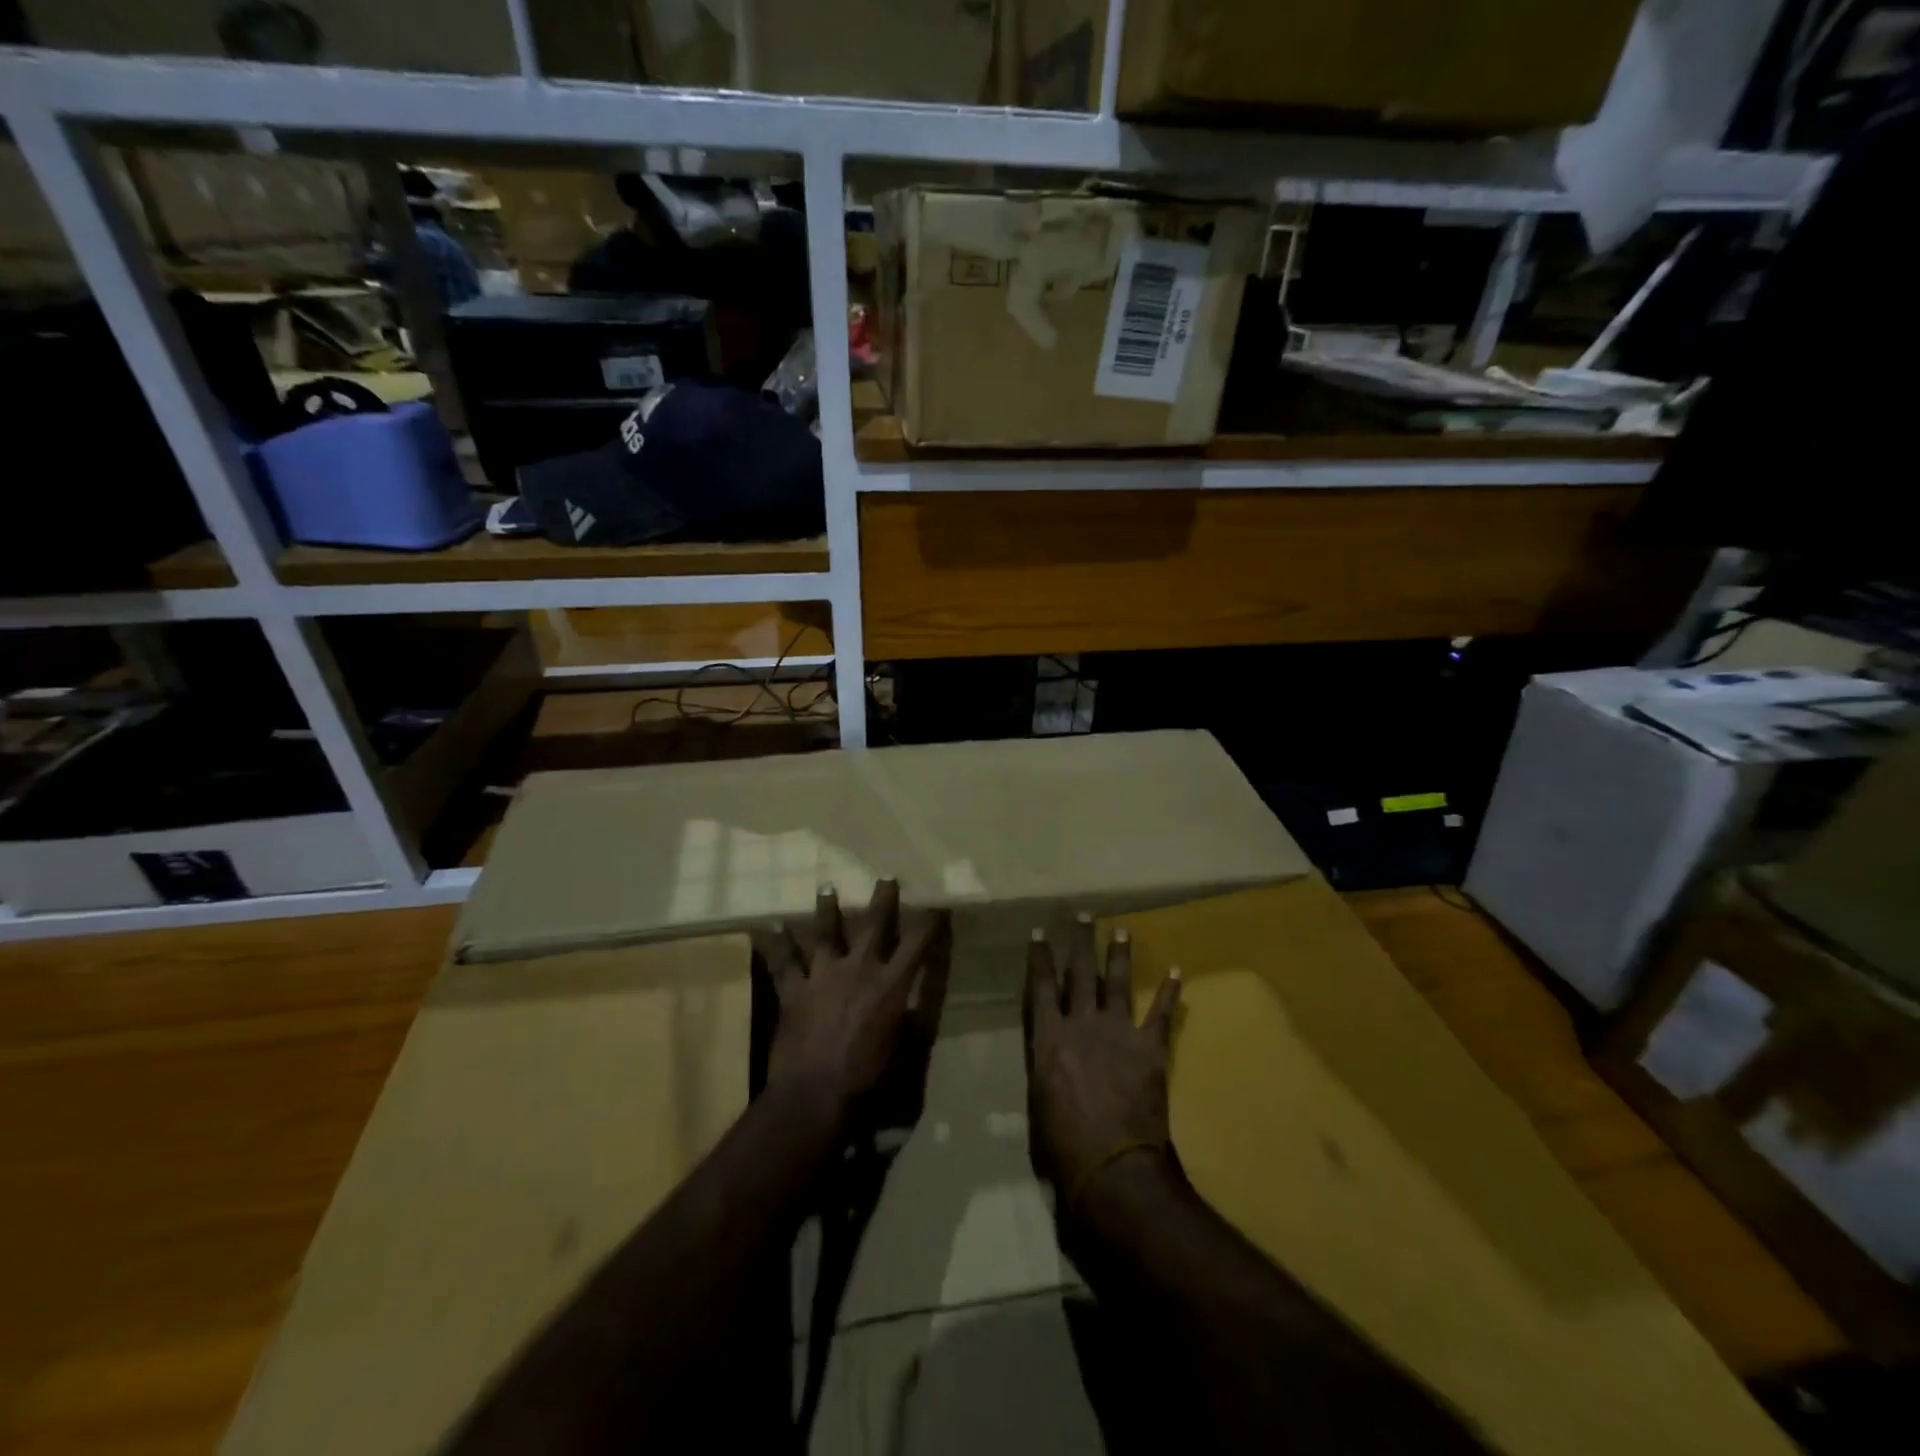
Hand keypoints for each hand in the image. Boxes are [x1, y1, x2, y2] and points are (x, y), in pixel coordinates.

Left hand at [753, 880, 949, 1132]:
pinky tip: (766, 928)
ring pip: (825, 933)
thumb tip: (915, 1000)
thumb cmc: (867, 1077)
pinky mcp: (794, 991)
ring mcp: (823, 975)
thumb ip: (910, 1018)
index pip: (917, 944)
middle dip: (882, 900)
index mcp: (891, 984)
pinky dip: (774, 944)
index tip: (938, 906)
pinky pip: (782, 962)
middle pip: (873, 925)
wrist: (815, 1094)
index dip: (930, 923)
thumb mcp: (904, 1049)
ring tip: (826, 887)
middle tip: (886, 877)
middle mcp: (858, 969)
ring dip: (827, 909)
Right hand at [1024, 914, 1181, 1212]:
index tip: (1039, 932)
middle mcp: (1083, 1024)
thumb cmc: (1063, 1143)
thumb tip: (1047, 1054)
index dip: (1040, 959)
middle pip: (1080, 974)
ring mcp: (1119, 1032)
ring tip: (1121, 930)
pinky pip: (1161, 1014)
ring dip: (1119, 956)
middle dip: (1080, 942)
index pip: (1042, 987)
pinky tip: (1177, 971)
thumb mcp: (1038, 1100)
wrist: (1114, 1164)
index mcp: (1051, 1037)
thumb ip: (1043, 1066)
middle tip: (1083, 915)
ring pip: (1117, 983)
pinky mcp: (1150, 1048)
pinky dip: (1169, 993)